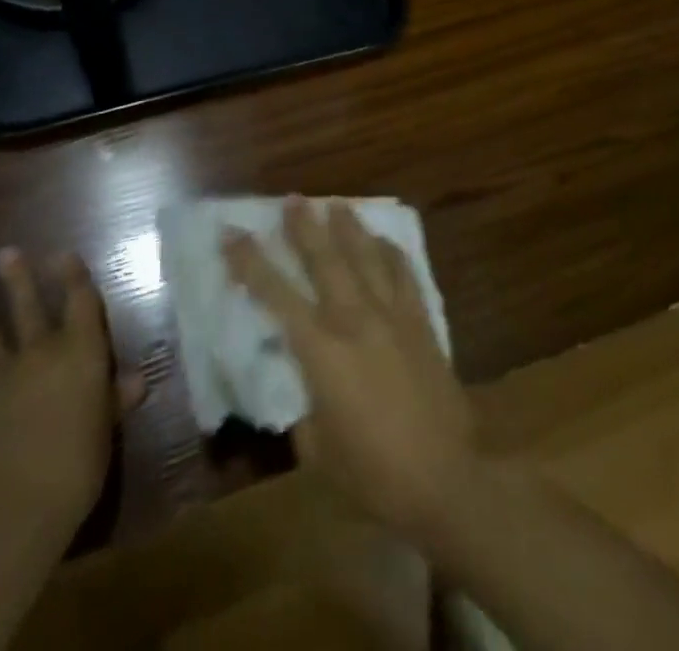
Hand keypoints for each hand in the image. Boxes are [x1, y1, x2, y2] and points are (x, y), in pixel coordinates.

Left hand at [0, 248, 144, 536]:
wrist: (13, 507)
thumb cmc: (76, 465)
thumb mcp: (105, 432)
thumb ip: (115, 400)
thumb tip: (136, 379)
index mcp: (80, 353)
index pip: (80, 303)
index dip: (73, 276)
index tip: (63, 253)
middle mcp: (41, 353)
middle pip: (29, 308)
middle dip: (19, 280)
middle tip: (5, 252)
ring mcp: (1, 378)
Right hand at [224, 199, 476, 538]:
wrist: (446, 480)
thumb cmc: (373, 474)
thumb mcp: (318, 451)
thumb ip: (306, 409)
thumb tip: (306, 386)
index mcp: (321, 351)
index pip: (276, 294)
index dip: (250, 261)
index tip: (232, 232)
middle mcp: (354, 320)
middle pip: (324, 260)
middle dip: (304, 227)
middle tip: (292, 199)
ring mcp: (392, 316)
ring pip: (366, 258)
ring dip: (348, 228)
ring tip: (336, 204)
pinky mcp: (422, 323)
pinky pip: (404, 275)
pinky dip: (391, 253)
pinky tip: (384, 240)